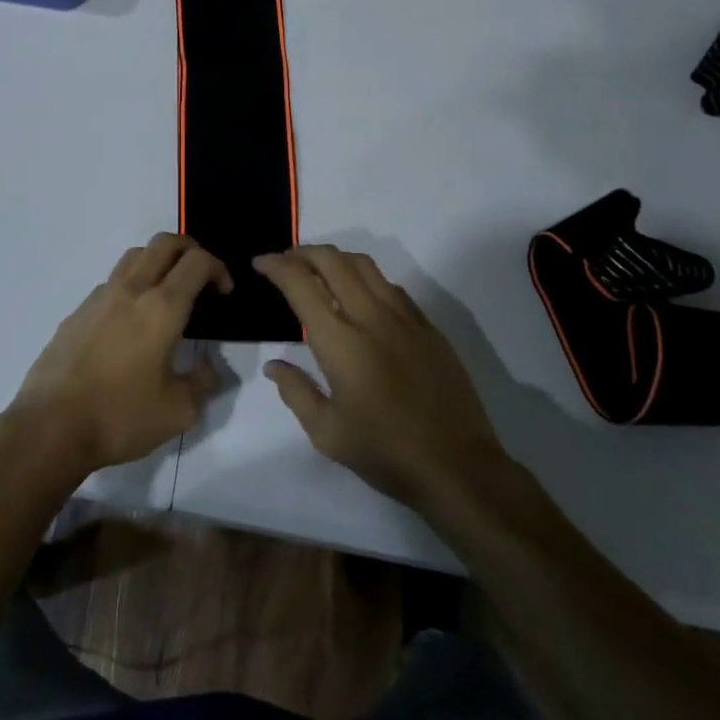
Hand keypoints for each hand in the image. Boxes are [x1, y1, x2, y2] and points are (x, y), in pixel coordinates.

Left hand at [5, 233, 229, 479]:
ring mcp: (99, 297)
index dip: (218, 268)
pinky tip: (132, 322)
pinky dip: (132, 285)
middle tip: (202, 277)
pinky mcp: (77, 311)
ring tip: (168, 293)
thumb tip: (206, 365)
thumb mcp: (178, 411)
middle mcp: (131, 290)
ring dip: (159, 261)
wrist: (50, 426)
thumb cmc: (119, 417)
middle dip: (190, 249)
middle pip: (164, 243)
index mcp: (161, 308)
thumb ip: (202, 382)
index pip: (196, 262)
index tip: (224, 292)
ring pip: (135, 256)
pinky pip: (112, 282)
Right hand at [257, 246, 507, 512]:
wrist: (458, 467)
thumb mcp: (327, 433)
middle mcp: (370, 316)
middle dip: (302, 252)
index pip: (300, 284)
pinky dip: (365, 278)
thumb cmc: (385, 453)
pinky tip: (359, 297)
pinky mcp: (428, 327)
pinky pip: (390, 286)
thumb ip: (296, 392)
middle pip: (332, 260)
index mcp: (340, 341)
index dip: (276, 266)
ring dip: (335, 259)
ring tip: (318, 271)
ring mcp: (404, 318)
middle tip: (284, 261)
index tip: (260, 263)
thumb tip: (274, 365)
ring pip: (364, 265)